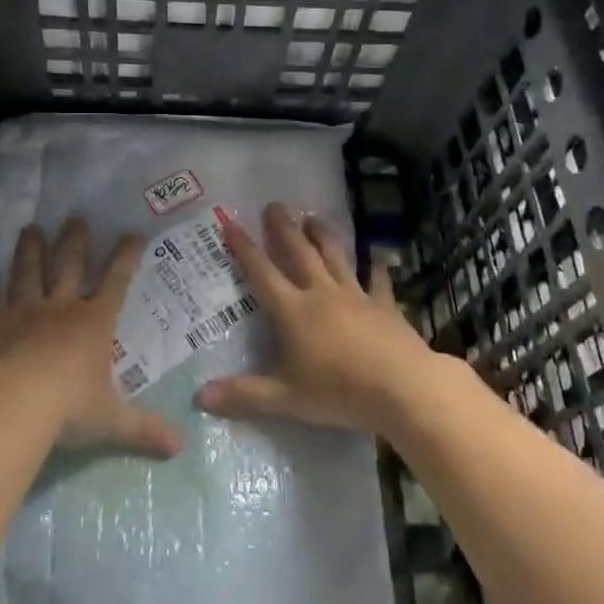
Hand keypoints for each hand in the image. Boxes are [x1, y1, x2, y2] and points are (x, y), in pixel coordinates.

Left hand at [0, 218, 183, 457]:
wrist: (13, 406)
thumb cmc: (68, 409)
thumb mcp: (113, 422)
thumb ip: (146, 430)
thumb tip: (182, 448)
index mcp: (94, 323)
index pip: (116, 281)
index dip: (126, 256)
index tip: (133, 234)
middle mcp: (61, 308)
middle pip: (69, 265)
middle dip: (75, 241)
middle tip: (76, 217)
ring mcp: (24, 312)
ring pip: (29, 272)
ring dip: (31, 249)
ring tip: (31, 228)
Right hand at [198, 201, 438, 436]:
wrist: (402, 388)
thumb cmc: (339, 391)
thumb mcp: (286, 398)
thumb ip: (244, 395)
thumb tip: (200, 396)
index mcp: (293, 311)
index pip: (262, 273)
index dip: (244, 248)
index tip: (231, 222)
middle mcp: (321, 294)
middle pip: (299, 253)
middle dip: (284, 228)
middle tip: (275, 205)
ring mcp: (356, 297)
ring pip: (335, 258)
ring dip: (323, 236)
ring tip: (313, 217)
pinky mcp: (385, 306)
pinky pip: (377, 282)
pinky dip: (376, 268)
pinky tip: (377, 258)